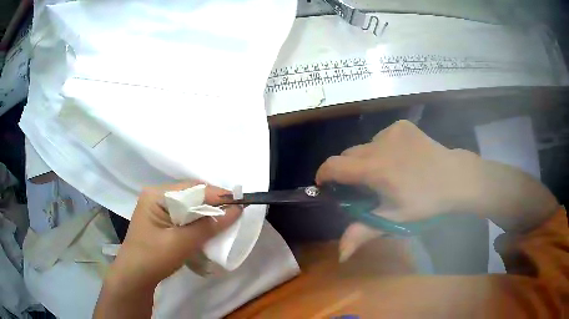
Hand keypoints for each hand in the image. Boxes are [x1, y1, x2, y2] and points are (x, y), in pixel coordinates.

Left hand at [106, 181, 241, 289]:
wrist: (134, 277)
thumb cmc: (154, 258)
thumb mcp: (182, 243)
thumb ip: (207, 226)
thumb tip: (235, 210)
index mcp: (156, 195)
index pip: (192, 189)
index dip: (216, 195)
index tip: (239, 203)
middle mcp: (156, 196)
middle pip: (190, 194)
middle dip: (212, 203)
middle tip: (234, 212)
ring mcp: (157, 207)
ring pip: (188, 204)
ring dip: (206, 212)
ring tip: (225, 219)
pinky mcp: (160, 219)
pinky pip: (183, 213)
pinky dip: (198, 219)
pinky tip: (207, 226)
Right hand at [316, 120, 478, 260]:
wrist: (455, 177)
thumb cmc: (426, 202)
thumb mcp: (394, 218)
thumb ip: (363, 232)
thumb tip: (340, 255)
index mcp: (376, 169)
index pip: (334, 165)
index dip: (324, 175)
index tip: (326, 186)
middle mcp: (379, 144)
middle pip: (348, 155)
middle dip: (347, 171)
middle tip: (363, 187)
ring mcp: (391, 131)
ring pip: (365, 146)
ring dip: (366, 160)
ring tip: (386, 173)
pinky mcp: (402, 125)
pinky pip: (381, 137)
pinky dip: (382, 149)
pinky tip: (399, 159)